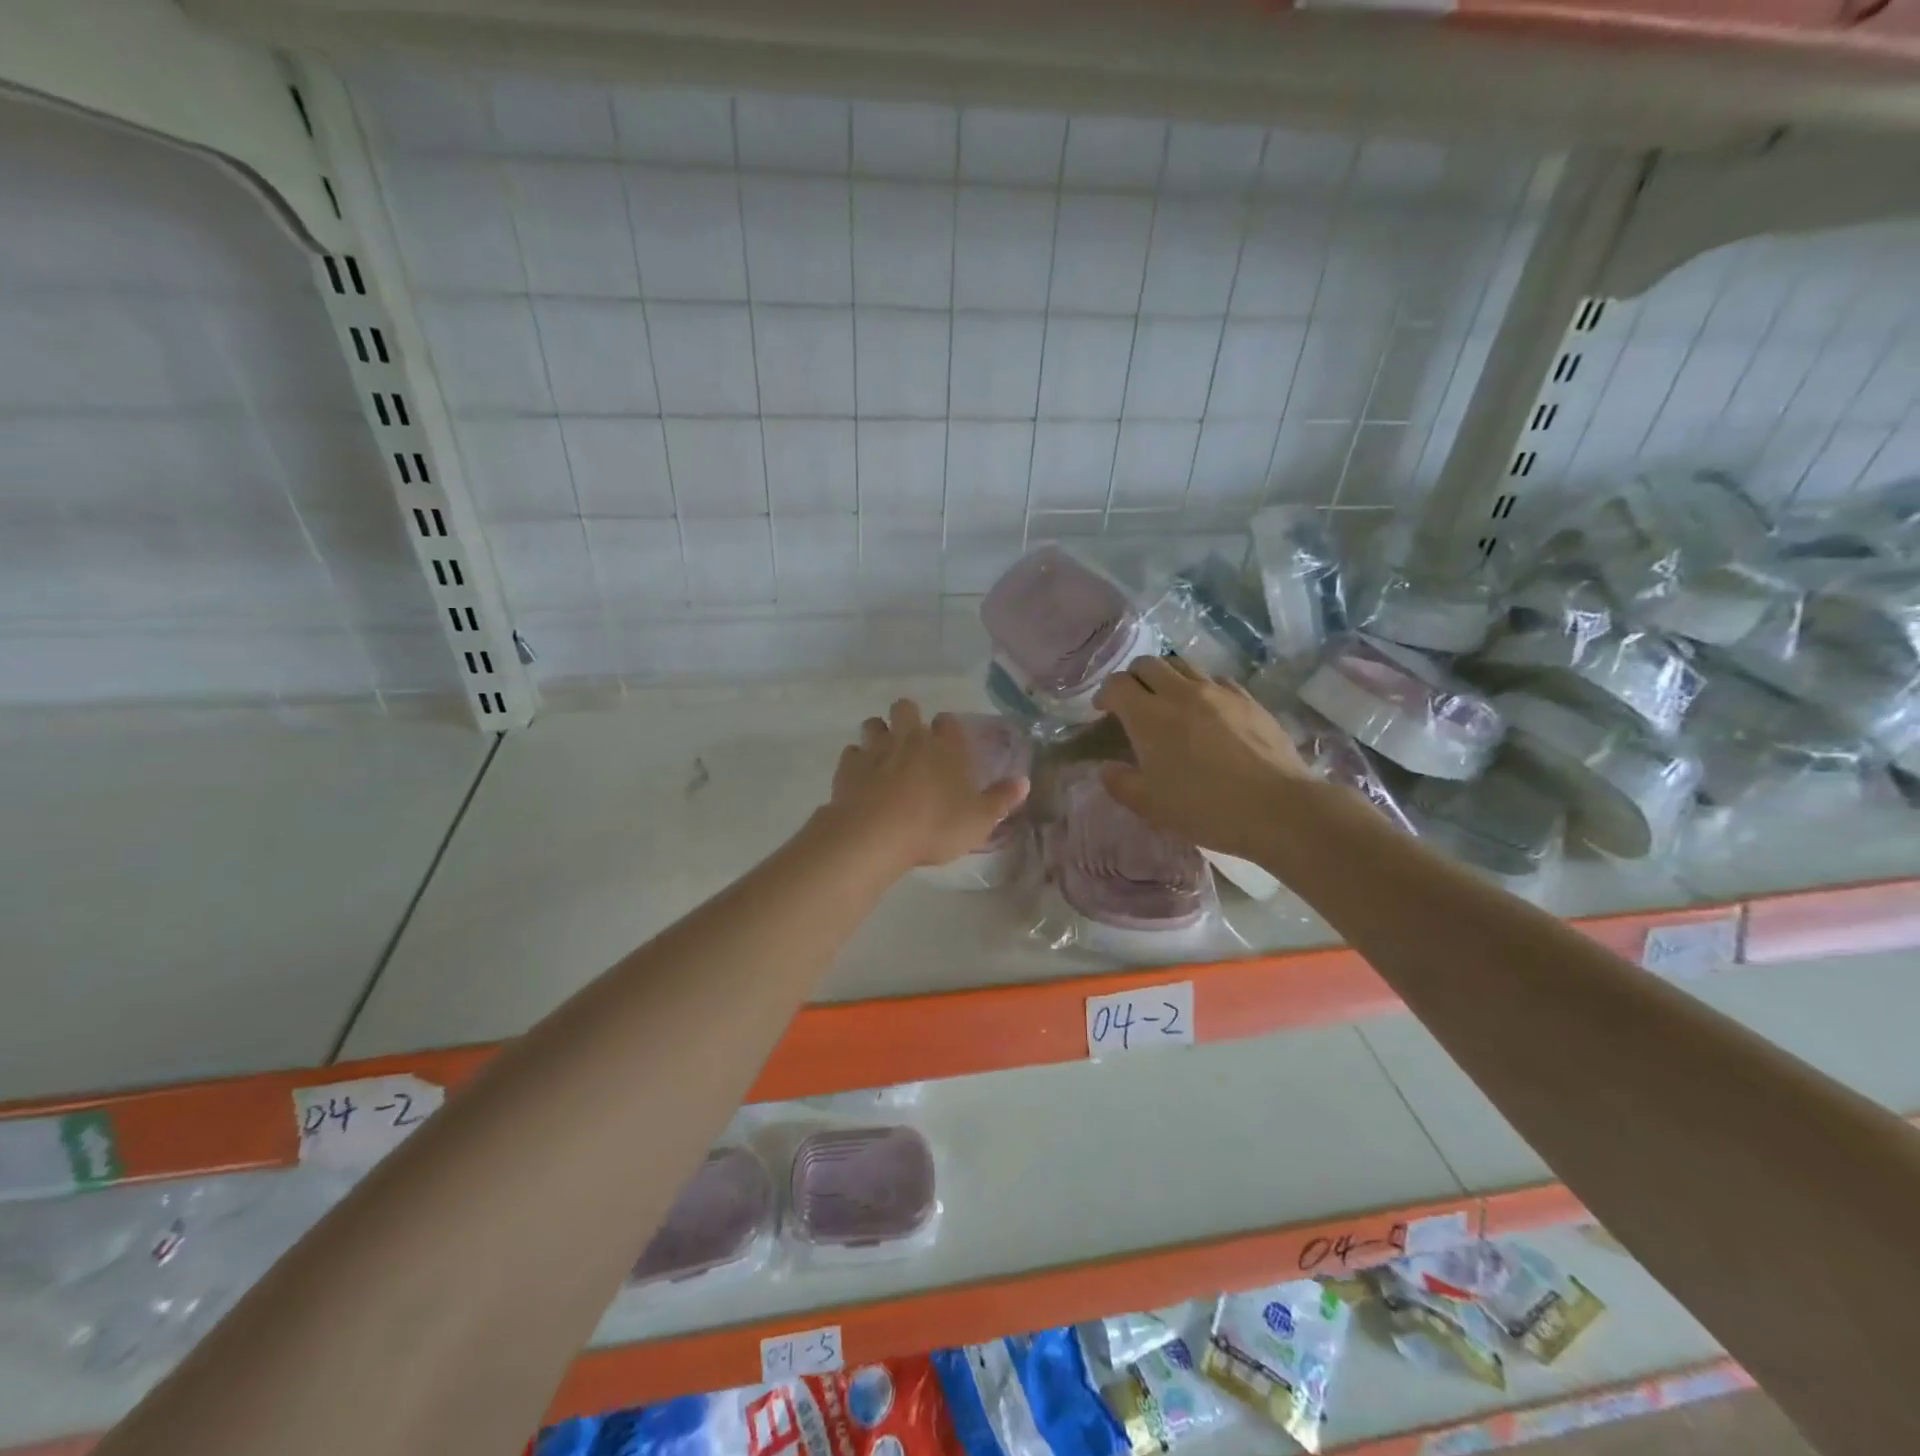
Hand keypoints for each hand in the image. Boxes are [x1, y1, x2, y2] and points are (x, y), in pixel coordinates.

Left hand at [828, 700, 1029, 871]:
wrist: (876, 836)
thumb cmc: (934, 826)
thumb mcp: (978, 821)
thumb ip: (1001, 800)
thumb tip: (1024, 781)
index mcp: (944, 748)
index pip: (948, 723)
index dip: (948, 728)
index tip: (949, 740)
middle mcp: (910, 739)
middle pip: (905, 708)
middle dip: (908, 717)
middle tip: (912, 742)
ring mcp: (876, 750)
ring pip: (873, 724)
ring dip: (879, 734)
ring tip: (884, 755)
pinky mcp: (848, 767)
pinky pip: (851, 753)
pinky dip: (856, 761)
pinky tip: (861, 777)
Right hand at [1092, 656, 1312, 860]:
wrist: (1277, 808)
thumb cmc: (1205, 808)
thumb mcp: (1150, 806)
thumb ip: (1120, 783)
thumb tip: (1106, 768)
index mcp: (1149, 716)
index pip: (1117, 684)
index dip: (1105, 694)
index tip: (1104, 711)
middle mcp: (1180, 693)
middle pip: (1148, 664)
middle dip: (1133, 678)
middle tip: (1133, 703)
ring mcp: (1218, 692)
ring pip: (1182, 664)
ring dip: (1167, 677)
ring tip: (1169, 702)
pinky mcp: (1248, 699)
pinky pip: (1215, 679)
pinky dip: (1200, 687)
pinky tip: (1207, 710)